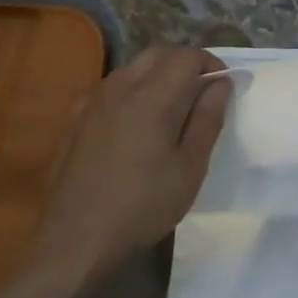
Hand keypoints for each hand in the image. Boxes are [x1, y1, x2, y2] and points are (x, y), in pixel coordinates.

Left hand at [34, 46, 232, 281]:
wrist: (75, 242)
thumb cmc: (143, 206)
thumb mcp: (190, 168)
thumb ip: (208, 119)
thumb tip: (221, 84)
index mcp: (152, 97)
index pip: (187, 56)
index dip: (211, 63)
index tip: (223, 86)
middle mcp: (120, 88)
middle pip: (158, 54)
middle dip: (184, 63)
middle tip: (201, 92)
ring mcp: (92, 103)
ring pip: (132, 68)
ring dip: (157, 75)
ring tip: (171, 108)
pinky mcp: (74, 121)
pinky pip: (109, 89)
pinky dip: (131, 91)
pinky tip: (134, 123)